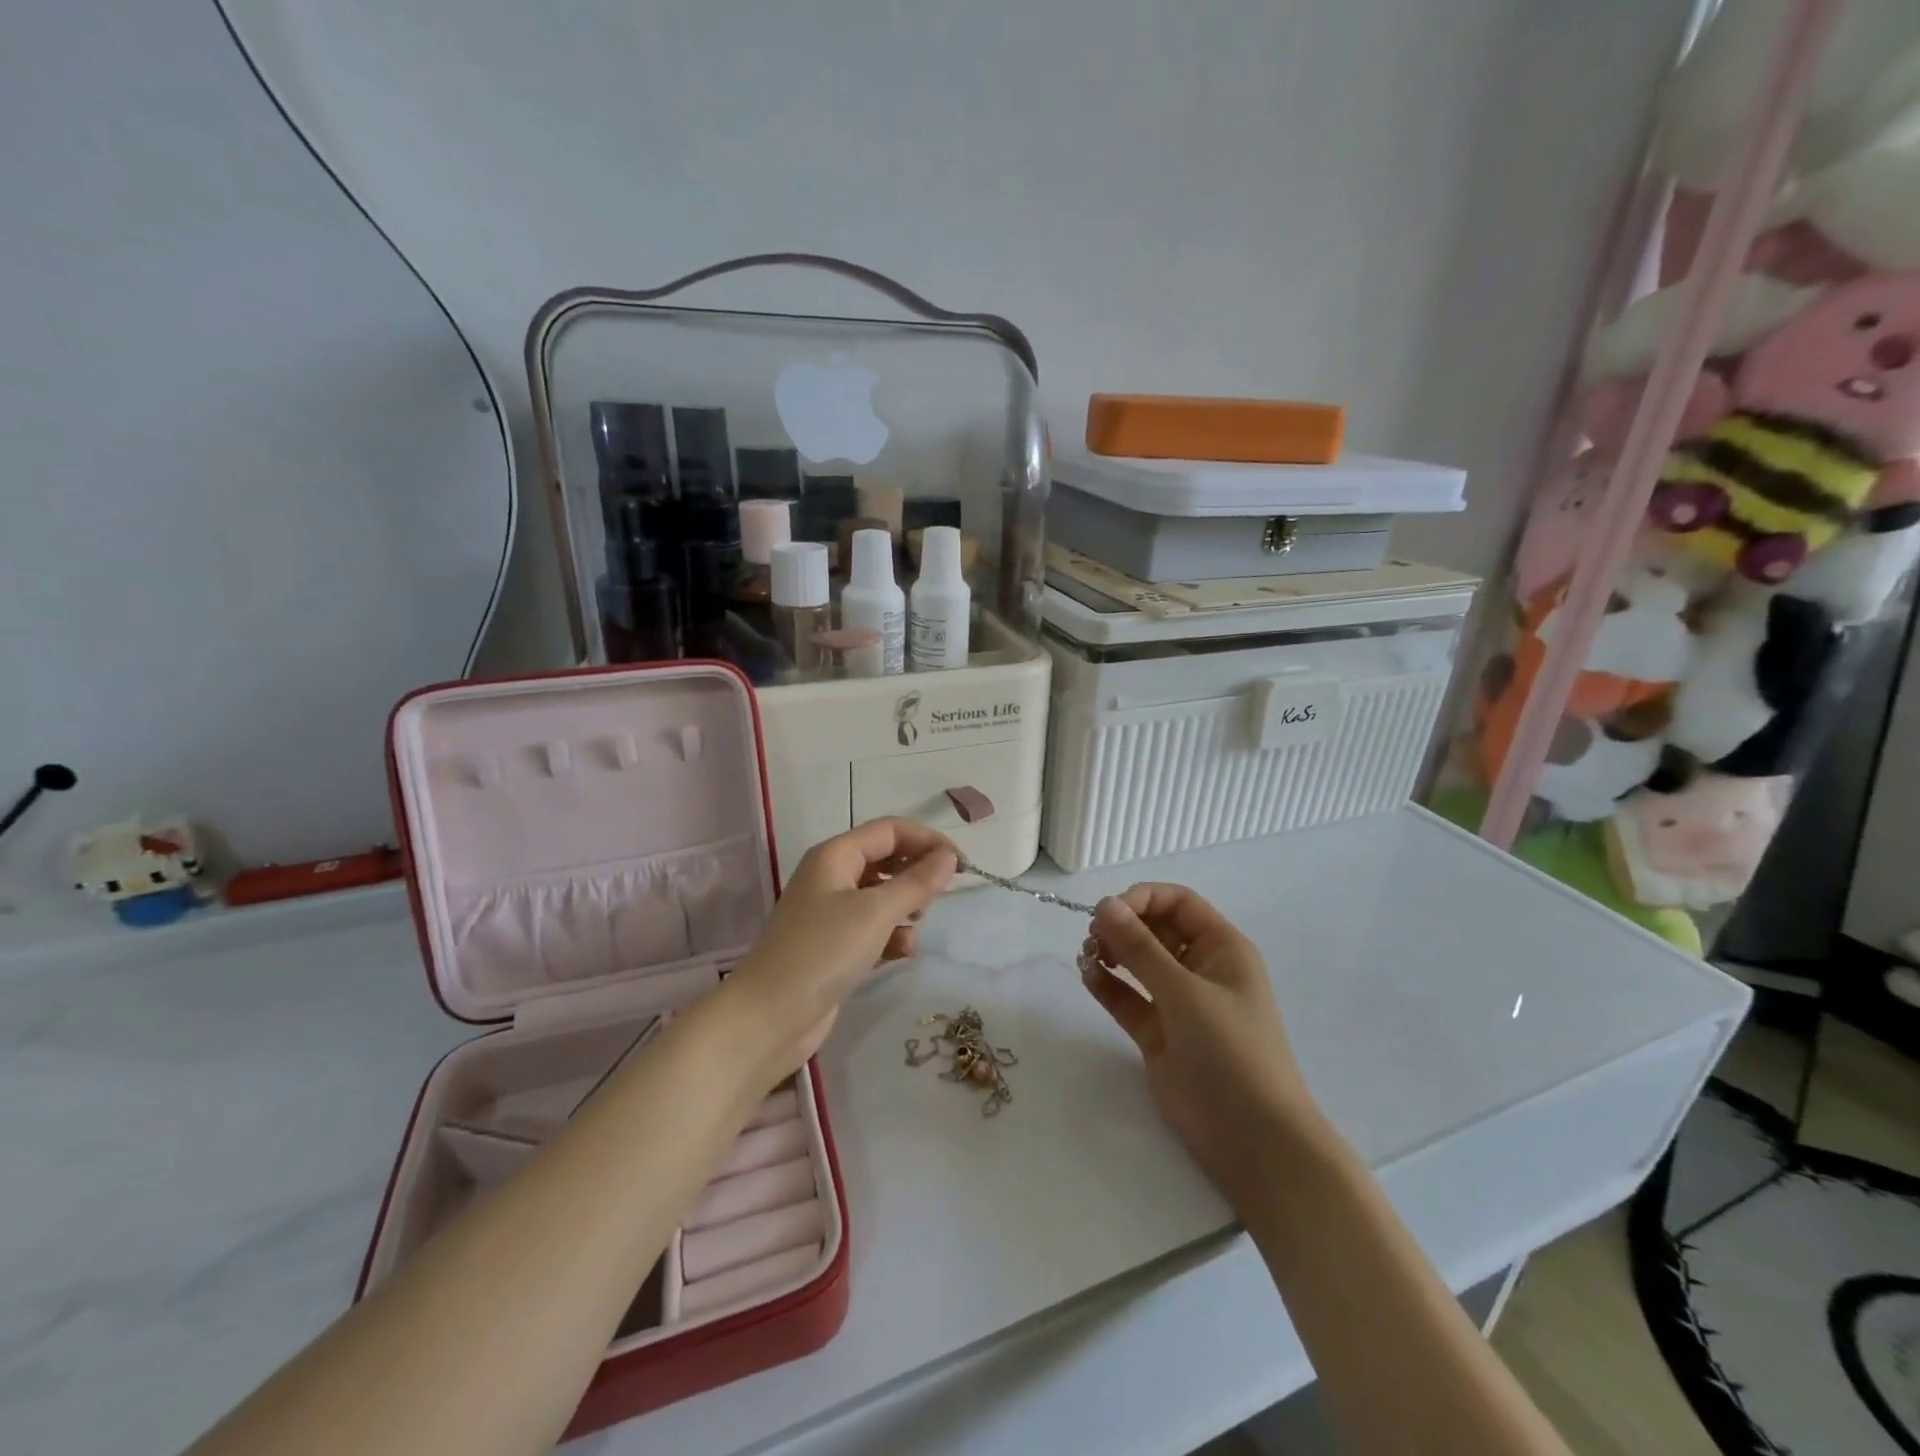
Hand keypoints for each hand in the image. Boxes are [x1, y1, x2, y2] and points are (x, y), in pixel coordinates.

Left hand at [721, 818, 956, 1083]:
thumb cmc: (822, 953)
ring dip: (905, 909)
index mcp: (835, 855)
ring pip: (882, 896)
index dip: (928, 841)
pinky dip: (891, 936)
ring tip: (914, 930)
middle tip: (940, 898)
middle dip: (916, 875)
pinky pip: (873, 928)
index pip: (891, 830)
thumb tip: (948, 857)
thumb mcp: (875, 913)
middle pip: (886, 860)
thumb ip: (916, 883)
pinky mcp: (834, 946)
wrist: (768, 1019)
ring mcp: (831, 912)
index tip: (962, 865)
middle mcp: (832, 877)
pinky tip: (901, 954)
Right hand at [1081, 884, 1322, 1212]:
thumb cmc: (1231, 1052)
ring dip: (1111, 953)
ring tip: (1087, 958)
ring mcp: (1178, 1004)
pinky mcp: (1158, 1035)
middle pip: (1155, 929)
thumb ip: (1141, 949)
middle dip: (1122, 927)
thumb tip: (1104, 904)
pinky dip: (1107, 985)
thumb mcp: (1185, 993)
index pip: (1178, 903)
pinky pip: (1128, 998)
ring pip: (1138, 963)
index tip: (1108, 912)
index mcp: (1222, 949)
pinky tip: (1087, 977)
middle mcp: (1200, 969)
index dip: (1142, 899)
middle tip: (1092, 939)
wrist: (1252, 1141)